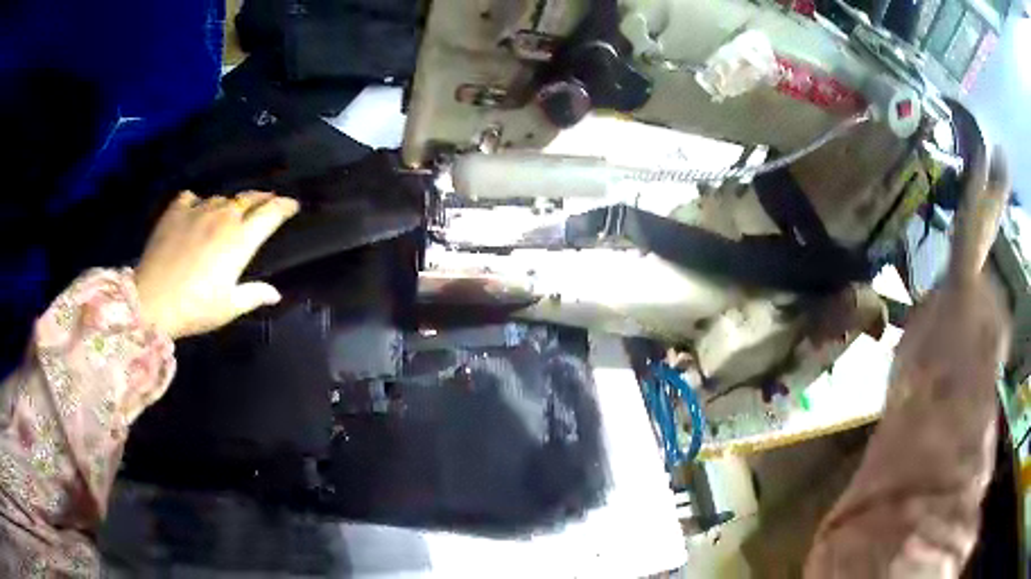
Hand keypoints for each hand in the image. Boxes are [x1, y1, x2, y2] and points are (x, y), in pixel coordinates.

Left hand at [134, 191, 299, 339]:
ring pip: (221, 198)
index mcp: (241, 239)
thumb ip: (254, 294)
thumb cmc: (195, 308)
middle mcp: (223, 217)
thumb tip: (275, 294)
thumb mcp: (229, 307)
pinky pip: (192, 198)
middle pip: (249, 198)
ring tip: (229, 213)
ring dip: (230, 204)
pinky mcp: (176, 210)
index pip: (271, 213)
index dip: (284, 206)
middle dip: (262, 198)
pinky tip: (195, 212)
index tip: (292, 205)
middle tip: (268, 201)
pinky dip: (197, 203)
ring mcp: (198, 210)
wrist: (152, 301)